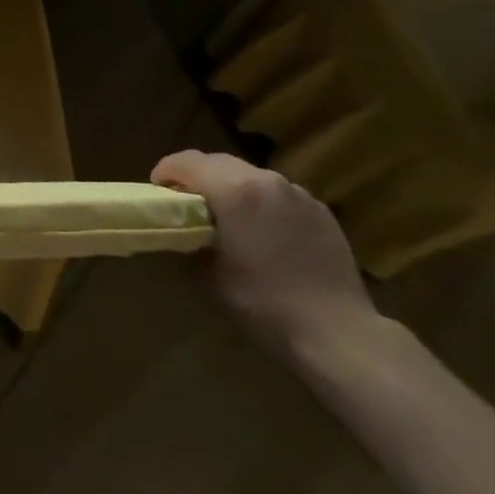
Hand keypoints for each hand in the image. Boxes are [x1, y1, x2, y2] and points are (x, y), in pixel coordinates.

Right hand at [152, 150, 375, 354]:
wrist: (336, 332)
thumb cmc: (263, 303)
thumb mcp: (208, 275)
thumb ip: (187, 241)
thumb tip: (177, 231)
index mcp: (234, 190)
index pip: (187, 161)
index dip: (166, 171)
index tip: (158, 191)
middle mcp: (265, 180)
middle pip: (218, 161)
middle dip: (197, 176)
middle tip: (187, 204)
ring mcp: (297, 193)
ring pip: (250, 175)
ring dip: (231, 187)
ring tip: (228, 218)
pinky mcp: (320, 209)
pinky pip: (278, 194)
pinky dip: (262, 202)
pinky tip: (265, 233)